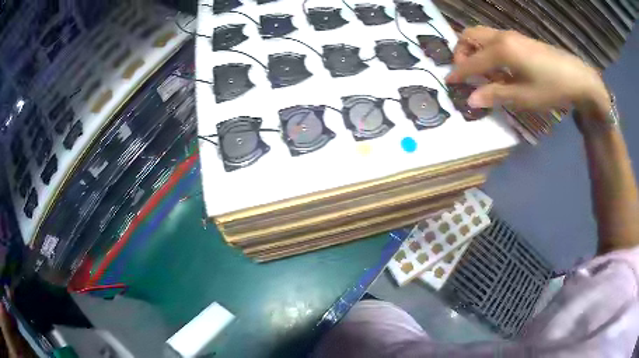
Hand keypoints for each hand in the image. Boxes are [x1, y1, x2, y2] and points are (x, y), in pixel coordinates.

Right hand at [445, 26, 609, 116]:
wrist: (578, 78)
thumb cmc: (552, 88)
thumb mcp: (524, 97)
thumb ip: (495, 95)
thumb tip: (471, 99)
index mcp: (501, 50)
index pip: (472, 60)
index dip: (458, 72)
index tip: (448, 82)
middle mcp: (502, 37)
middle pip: (470, 35)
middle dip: (461, 52)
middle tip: (465, 72)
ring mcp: (512, 36)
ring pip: (482, 35)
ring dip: (475, 50)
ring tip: (484, 73)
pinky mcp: (521, 40)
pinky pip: (495, 40)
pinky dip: (488, 51)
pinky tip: (500, 69)